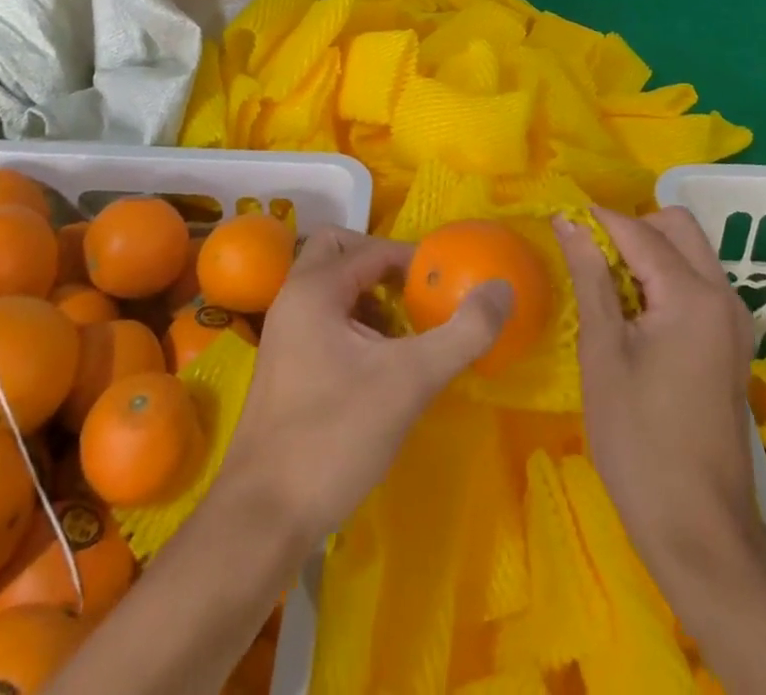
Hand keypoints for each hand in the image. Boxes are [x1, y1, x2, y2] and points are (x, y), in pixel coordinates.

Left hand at [219, 226, 511, 546]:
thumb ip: (462, 332)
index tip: (447, 286)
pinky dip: (354, 324)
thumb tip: (503, 289)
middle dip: (380, 265)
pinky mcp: (285, 367)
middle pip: (338, 251)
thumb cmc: (335, 436)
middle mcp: (293, 300)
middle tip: (414, 297)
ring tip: (403, 335)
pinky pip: (323, 319)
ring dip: (368, 296)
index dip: (414, 261)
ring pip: (329, 287)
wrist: (262, 518)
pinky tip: (378, 368)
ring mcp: (283, 334)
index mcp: (315, 290)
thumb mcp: (410, 381)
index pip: (372, 248)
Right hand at [555, 207, 758, 582]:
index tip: (561, 219)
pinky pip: (698, 284)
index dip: (598, 219)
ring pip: (691, 253)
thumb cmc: (638, 440)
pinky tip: (633, 311)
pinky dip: (665, 278)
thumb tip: (570, 222)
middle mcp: (724, 297)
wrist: (699, 530)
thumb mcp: (602, 352)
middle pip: (678, 227)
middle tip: (588, 255)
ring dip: (649, 252)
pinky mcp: (732, 345)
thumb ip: (590, 277)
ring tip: (604, 283)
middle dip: (631, 227)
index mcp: (693, 295)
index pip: (640, 231)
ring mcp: (734, 322)